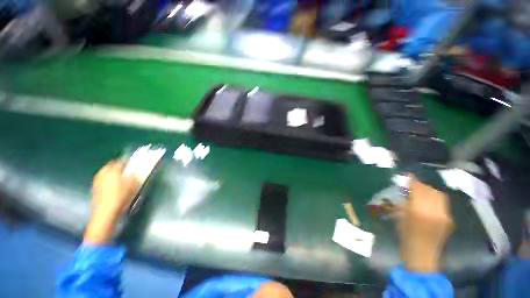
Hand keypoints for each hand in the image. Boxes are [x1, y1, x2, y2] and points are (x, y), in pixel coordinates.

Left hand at [84, 160, 139, 244]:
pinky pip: (103, 182)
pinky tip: (115, 188)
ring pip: (106, 174)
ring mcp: (97, 182)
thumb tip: (136, 171)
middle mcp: (102, 174)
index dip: (128, 162)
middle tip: (128, 171)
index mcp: (112, 170)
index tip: (134, 164)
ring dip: (113, 175)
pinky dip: (109, 182)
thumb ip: (135, 175)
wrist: (106, 213)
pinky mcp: (95, 191)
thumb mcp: (134, 184)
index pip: (121, 161)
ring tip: (121, 179)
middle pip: (111, 167)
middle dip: (119, 168)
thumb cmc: (121, 196)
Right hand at [399, 178, 453, 272]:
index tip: (408, 175)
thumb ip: (403, 202)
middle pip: (430, 190)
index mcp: (419, 211)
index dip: (413, 181)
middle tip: (413, 185)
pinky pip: (442, 203)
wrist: (422, 255)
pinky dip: (435, 199)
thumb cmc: (405, 236)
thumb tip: (405, 190)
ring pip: (439, 195)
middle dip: (421, 185)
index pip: (418, 189)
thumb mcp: (400, 217)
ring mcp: (444, 215)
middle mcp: (434, 211)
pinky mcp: (449, 219)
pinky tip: (428, 203)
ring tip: (421, 193)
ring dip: (429, 191)